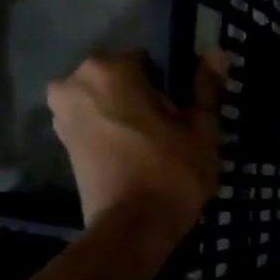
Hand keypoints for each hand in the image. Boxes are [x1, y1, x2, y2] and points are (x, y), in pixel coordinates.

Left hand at [47, 49, 228, 232]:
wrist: (134, 227)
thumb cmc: (172, 171)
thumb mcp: (201, 128)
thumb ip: (205, 87)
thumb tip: (216, 52)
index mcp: (108, 69)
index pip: (151, 59)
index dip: (176, 83)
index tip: (191, 109)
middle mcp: (74, 82)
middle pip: (126, 80)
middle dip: (151, 98)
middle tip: (178, 130)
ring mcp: (63, 113)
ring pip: (111, 102)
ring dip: (134, 116)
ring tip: (162, 146)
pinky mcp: (63, 142)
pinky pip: (99, 124)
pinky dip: (118, 133)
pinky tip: (141, 156)